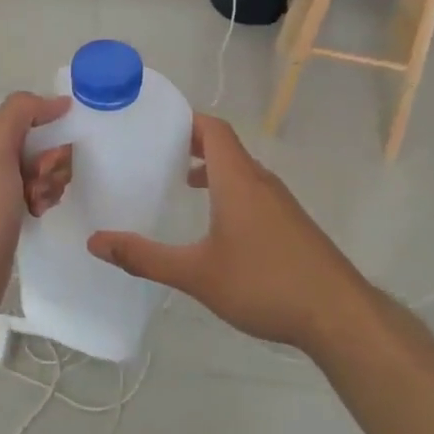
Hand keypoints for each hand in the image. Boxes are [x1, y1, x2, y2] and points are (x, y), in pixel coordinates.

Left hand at [0, 93, 72, 336]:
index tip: (57, 150)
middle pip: (44, 144)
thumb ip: (20, 112)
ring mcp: (3, 190)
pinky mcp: (13, 217)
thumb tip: (58, 101)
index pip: (33, 115)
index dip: (51, 127)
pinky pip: (42, 196)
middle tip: (40, 182)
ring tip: (38, 204)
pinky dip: (47, 201)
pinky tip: (39, 215)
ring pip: (46, 171)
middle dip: (53, 161)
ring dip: (51, 183)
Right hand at [86, 114, 367, 350]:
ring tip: (180, 184)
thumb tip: (96, 242)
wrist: (338, 314)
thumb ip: (145, 257)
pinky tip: (217, 226)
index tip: (154, 124)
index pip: (213, 129)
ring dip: (211, 169)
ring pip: (240, 171)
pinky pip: (253, 191)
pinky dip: (229, 190)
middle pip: (225, 146)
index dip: (186, 120)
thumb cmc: (264, 283)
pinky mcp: (291, 224)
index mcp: (237, 178)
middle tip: (155, 153)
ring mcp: (280, 202)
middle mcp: (260, 181)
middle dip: (192, 144)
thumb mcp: (197, 274)